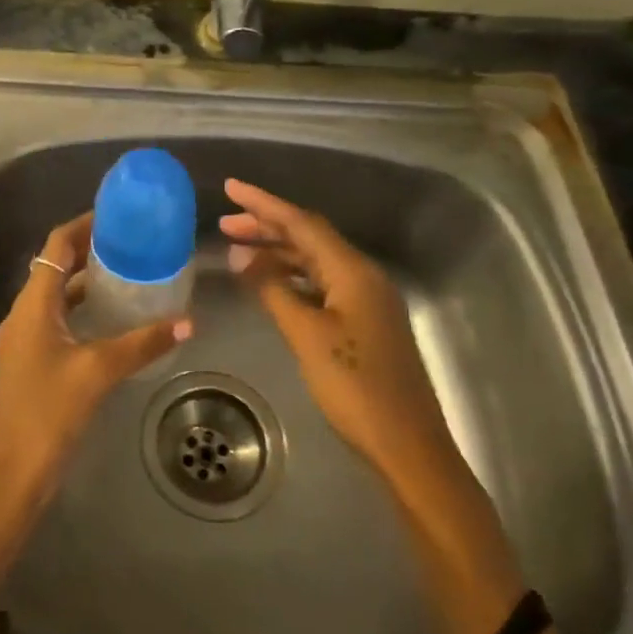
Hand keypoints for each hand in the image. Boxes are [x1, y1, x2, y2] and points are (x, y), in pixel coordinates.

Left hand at [0, 214, 189, 595]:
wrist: (11, 474)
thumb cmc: (48, 413)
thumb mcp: (97, 373)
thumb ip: (142, 343)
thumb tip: (187, 321)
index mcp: (33, 305)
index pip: (56, 246)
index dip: (84, 225)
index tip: (118, 215)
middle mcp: (25, 313)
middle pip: (56, 266)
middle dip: (90, 250)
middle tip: (132, 243)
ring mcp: (25, 338)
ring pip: (58, 295)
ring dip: (88, 281)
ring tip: (129, 274)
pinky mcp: (32, 360)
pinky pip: (59, 319)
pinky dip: (83, 310)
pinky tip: (114, 320)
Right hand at [220, 179, 465, 498]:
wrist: (407, 446)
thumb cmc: (355, 387)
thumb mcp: (306, 335)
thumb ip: (273, 290)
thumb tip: (242, 257)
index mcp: (353, 272)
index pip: (302, 223)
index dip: (264, 204)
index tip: (231, 187)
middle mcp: (363, 276)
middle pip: (310, 238)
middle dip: (267, 227)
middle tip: (225, 224)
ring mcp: (366, 300)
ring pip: (315, 262)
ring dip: (278, 253)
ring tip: (237, 251)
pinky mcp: (364, 323)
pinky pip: (322, 285)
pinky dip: (292, 278)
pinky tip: (270, 284)